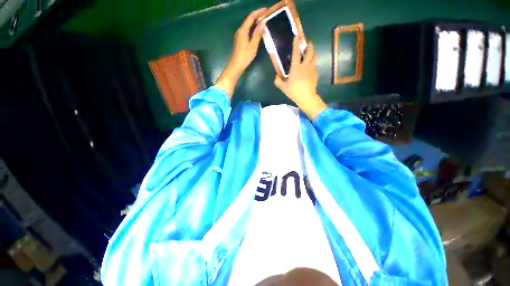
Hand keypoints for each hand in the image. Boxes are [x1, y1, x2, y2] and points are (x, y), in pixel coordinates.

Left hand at [215, 7, 266, 97]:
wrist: (236, 65)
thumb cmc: (245, 57)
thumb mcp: (253, 46)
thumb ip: (257, 34)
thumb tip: (262, 23)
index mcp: (243, 30)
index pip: (251, 17)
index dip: (258, 12)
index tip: (266, 9)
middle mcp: (240, 31)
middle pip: (248, 20)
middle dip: (257, 16)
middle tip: (266, 15)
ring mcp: (239, 35)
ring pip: (247, 25)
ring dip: (255, 22)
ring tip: (263, 21)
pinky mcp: (240, 40)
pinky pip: (247, 30)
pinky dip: (252, 28)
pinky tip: (257, 30)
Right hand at [274, 37, 326, 119]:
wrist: (306, 97)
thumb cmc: (294, 91)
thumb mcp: (284, 88)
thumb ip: (278, 82)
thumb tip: (276, 77)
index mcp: (296, 68)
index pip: (296, 53)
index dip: (296, 44)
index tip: (296, 37)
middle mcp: (305, 65)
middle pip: (310, 52)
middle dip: (309, 45)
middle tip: (308, 43)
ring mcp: (311, 69)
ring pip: (314, 57)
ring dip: (313, 52)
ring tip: (311, 52)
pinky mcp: (315, 74)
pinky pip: (315, 65)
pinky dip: (313, 62)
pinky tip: (311, 65)